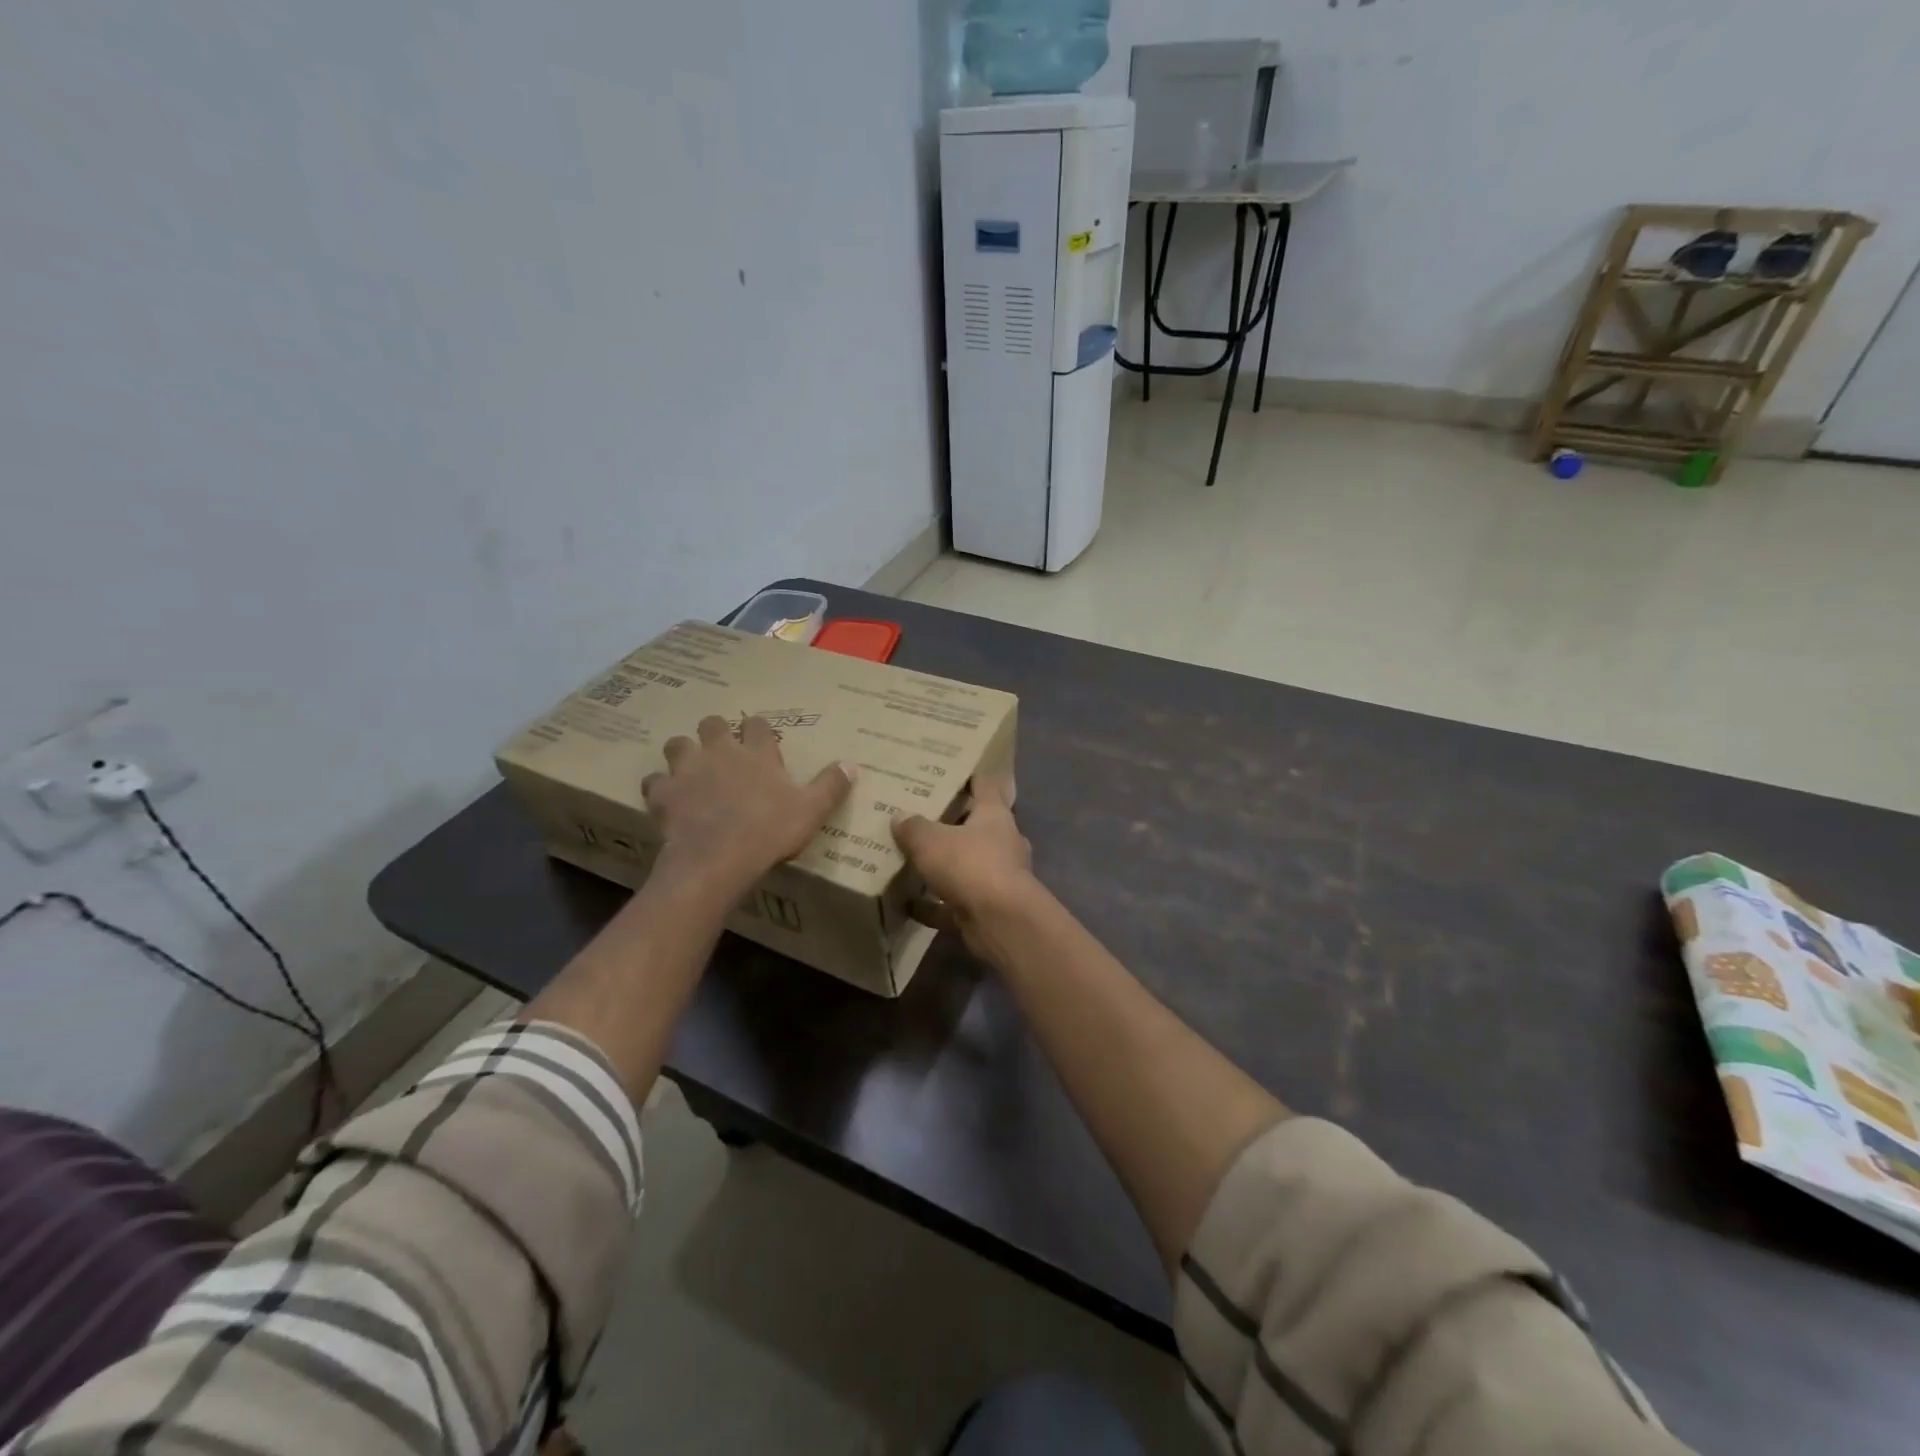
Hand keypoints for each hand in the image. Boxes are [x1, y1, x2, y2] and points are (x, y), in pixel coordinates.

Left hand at [643, 715, 852, 894]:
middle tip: (722, 751)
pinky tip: (667, 800)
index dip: (758, 729)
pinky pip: (654, 782)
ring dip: (683, 754)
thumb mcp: (811, 811)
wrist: (718, 859)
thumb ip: (830, 786)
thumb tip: (851, 764)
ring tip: (690, 771)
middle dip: (715, 732)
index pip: (757, 725)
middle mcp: (720, 752)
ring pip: (677, 745)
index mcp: (757, 754)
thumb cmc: (769, 832)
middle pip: (711, 724)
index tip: (761, 739)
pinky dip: (660, 788)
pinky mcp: (664, 794)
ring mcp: (688, 770)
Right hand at [892, 779, 1035, 944]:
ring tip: (910, 860)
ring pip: (966, 866)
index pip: (985, 786)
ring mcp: (998, 877)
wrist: (1001, 922)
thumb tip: (899, 816)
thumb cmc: (970, 865)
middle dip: (950, 824)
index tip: (948, 771)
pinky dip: (934, 905)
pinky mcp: (988, 908)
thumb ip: (913, 827)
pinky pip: (955, 903)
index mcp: (994, 815)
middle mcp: (1002, 842)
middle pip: (975, 827)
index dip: (969, 777)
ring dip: (943, 866)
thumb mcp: (930, 840)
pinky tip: (907, 905)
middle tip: (918, 817)